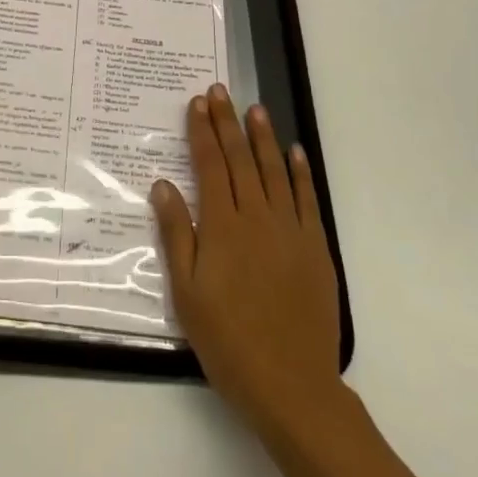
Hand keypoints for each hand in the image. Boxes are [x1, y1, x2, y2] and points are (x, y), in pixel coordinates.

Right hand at [151, 85, 342, 436]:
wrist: (291, 385)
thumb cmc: (228, 340)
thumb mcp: (187, 292)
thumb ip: (176, 234)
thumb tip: (162, 184)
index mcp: (222, 226)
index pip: (209, 165)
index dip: (201, 131)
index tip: (196, 103)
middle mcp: (257, 217)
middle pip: (240, 159)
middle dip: (227, 122)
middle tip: (220, 91)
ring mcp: (290, 230)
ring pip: (274, 170)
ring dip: (263, 136)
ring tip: (254, 108)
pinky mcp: (315, 247)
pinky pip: (306, 199)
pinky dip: (299, 172)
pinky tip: (293, 151)